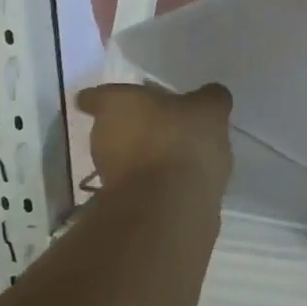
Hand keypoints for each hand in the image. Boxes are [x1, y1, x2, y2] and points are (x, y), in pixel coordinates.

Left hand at [74, 83, 233, 201]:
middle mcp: (102, 136)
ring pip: (126, 156)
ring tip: (180, 154)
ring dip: (147, 154)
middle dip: (136, 126)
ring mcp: (109, 175)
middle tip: (166, 123)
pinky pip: (140, 183)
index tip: (124, 99)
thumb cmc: (182, 141)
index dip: (105, 97)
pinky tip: (183, 180)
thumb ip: (209, 97)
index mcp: (116, 105)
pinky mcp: (123, 205)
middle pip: (113, 126)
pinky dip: (156, 181)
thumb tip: (208, 97)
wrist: (170, 210)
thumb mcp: (210, 108)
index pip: (96, 96)